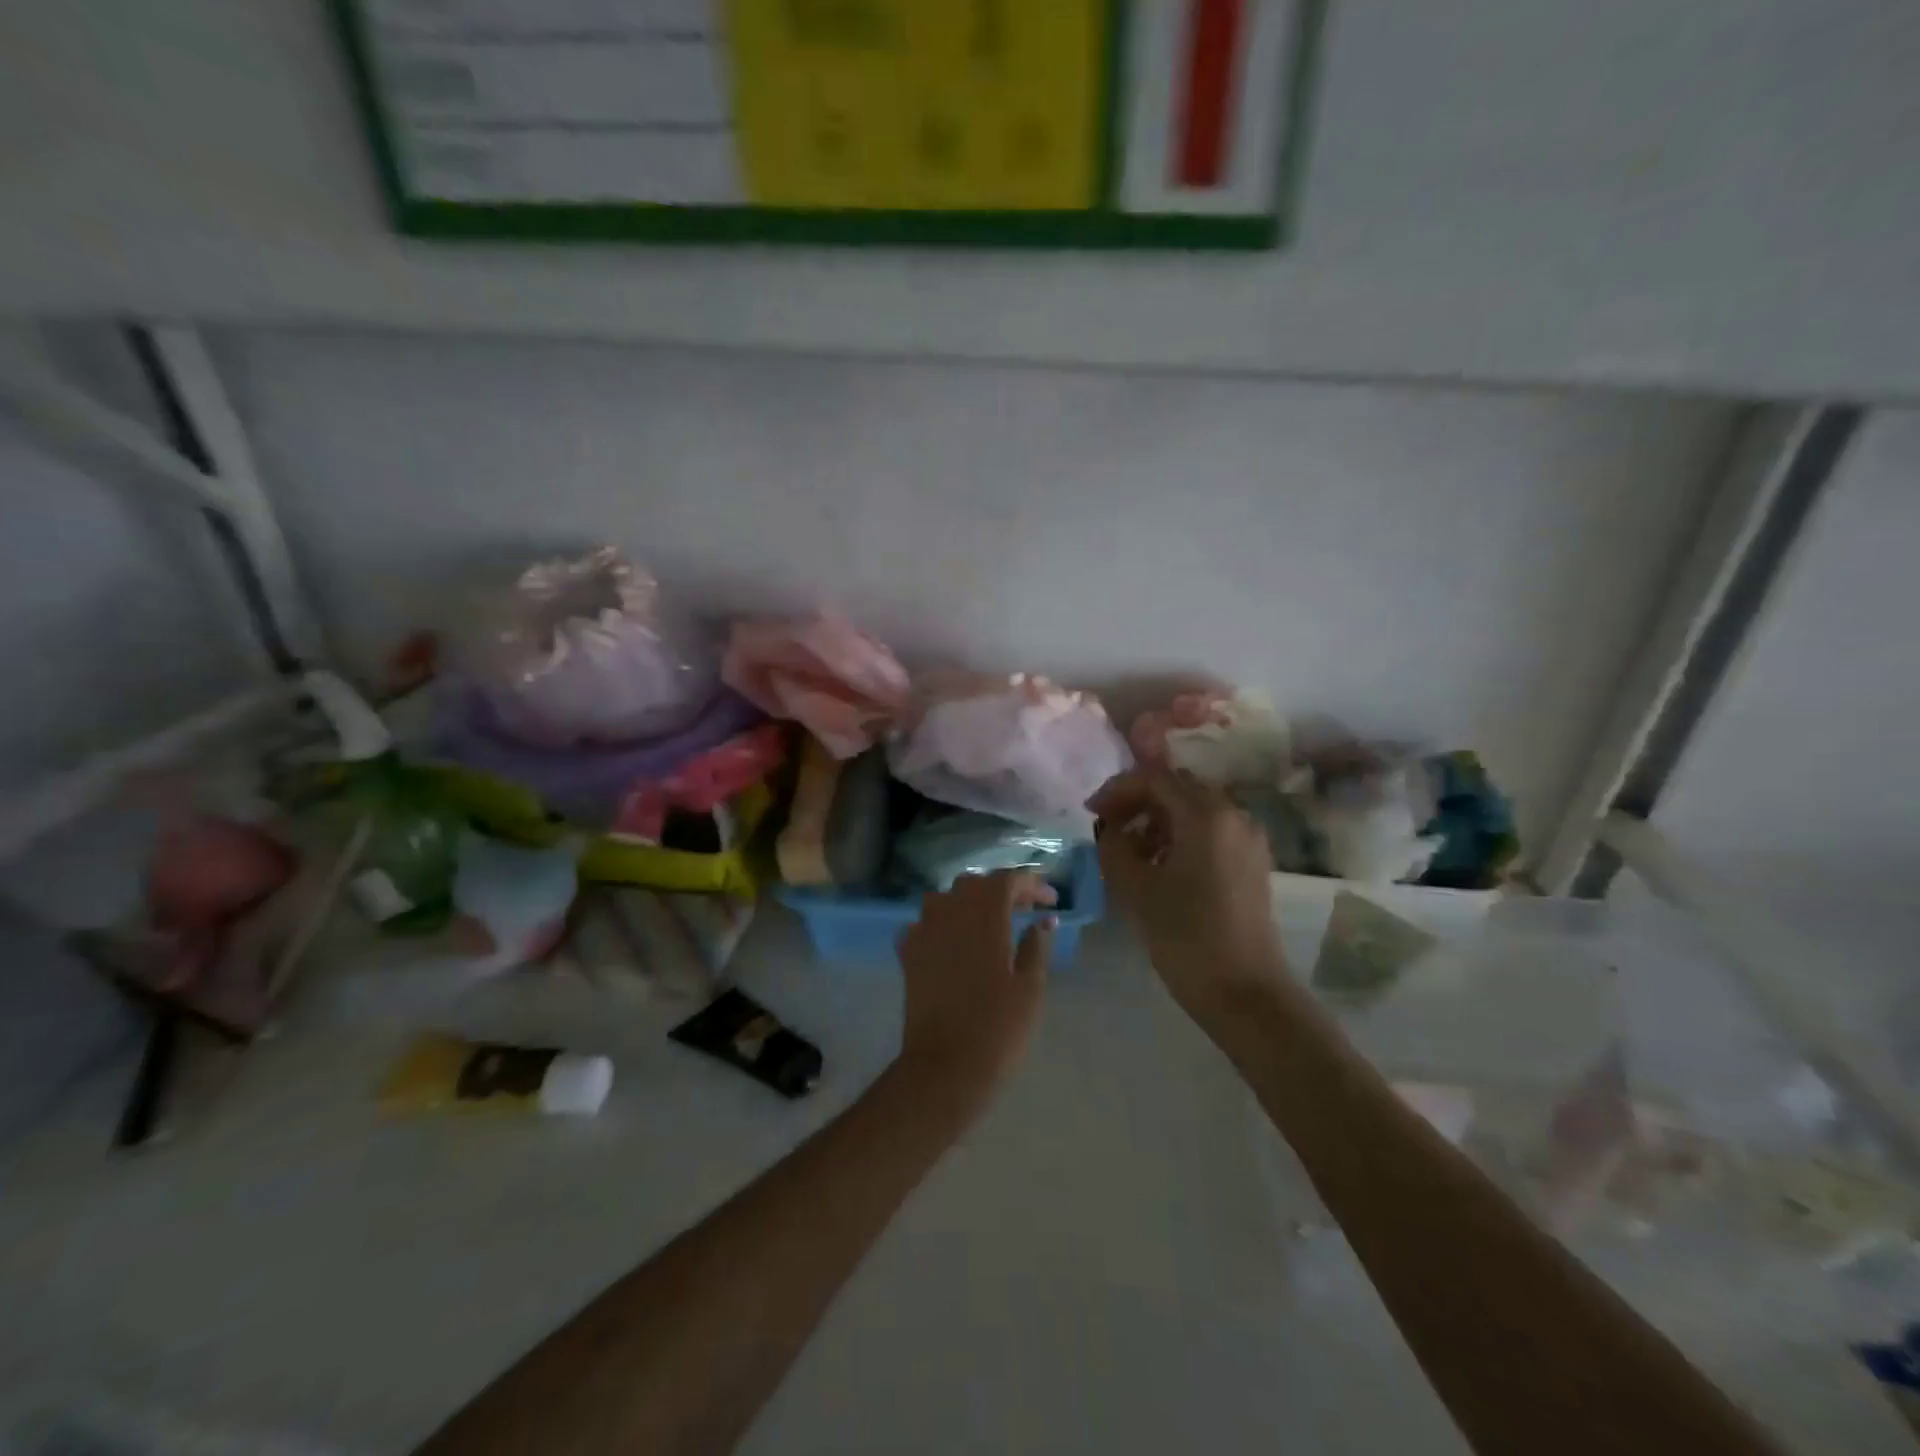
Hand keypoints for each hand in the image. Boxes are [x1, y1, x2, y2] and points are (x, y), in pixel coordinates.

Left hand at [896, 870, 1053, 1115]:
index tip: (1051, 900)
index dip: (1031, 884)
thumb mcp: (1030, 987)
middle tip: (1025, 909)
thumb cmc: (998, 1027)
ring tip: (990, 923)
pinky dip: (943, 924)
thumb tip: (1044, 921)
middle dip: (1002, 890)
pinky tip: (955, 942)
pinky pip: (925, 923)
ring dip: (969, 903)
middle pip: (976, 884)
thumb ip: (1036, 946)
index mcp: (984, 916)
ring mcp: (924, 931)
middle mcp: (950, 912)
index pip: (1008, 880)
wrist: (945, 1066)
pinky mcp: (908, 953)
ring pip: (946, 899)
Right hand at [1088, 769, 1290, 1032]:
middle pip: (1178, 788)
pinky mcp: (1252, 861)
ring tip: (1131, 850)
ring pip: (1195, 809)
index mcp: (1206, 814)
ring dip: (1159, 819)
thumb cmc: (1185, 936)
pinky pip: (1212, 830)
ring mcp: (1248, 838)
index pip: (1155, 778)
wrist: (1244, 992)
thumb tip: (1111, 828)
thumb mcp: (1135, 888)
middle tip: (1109, 826)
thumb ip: (1115, 845)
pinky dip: (1181, 835)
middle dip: (1139, 800)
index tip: (1091, 811)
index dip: (1118, 789)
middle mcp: (1233, 814)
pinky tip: (1161, 865)